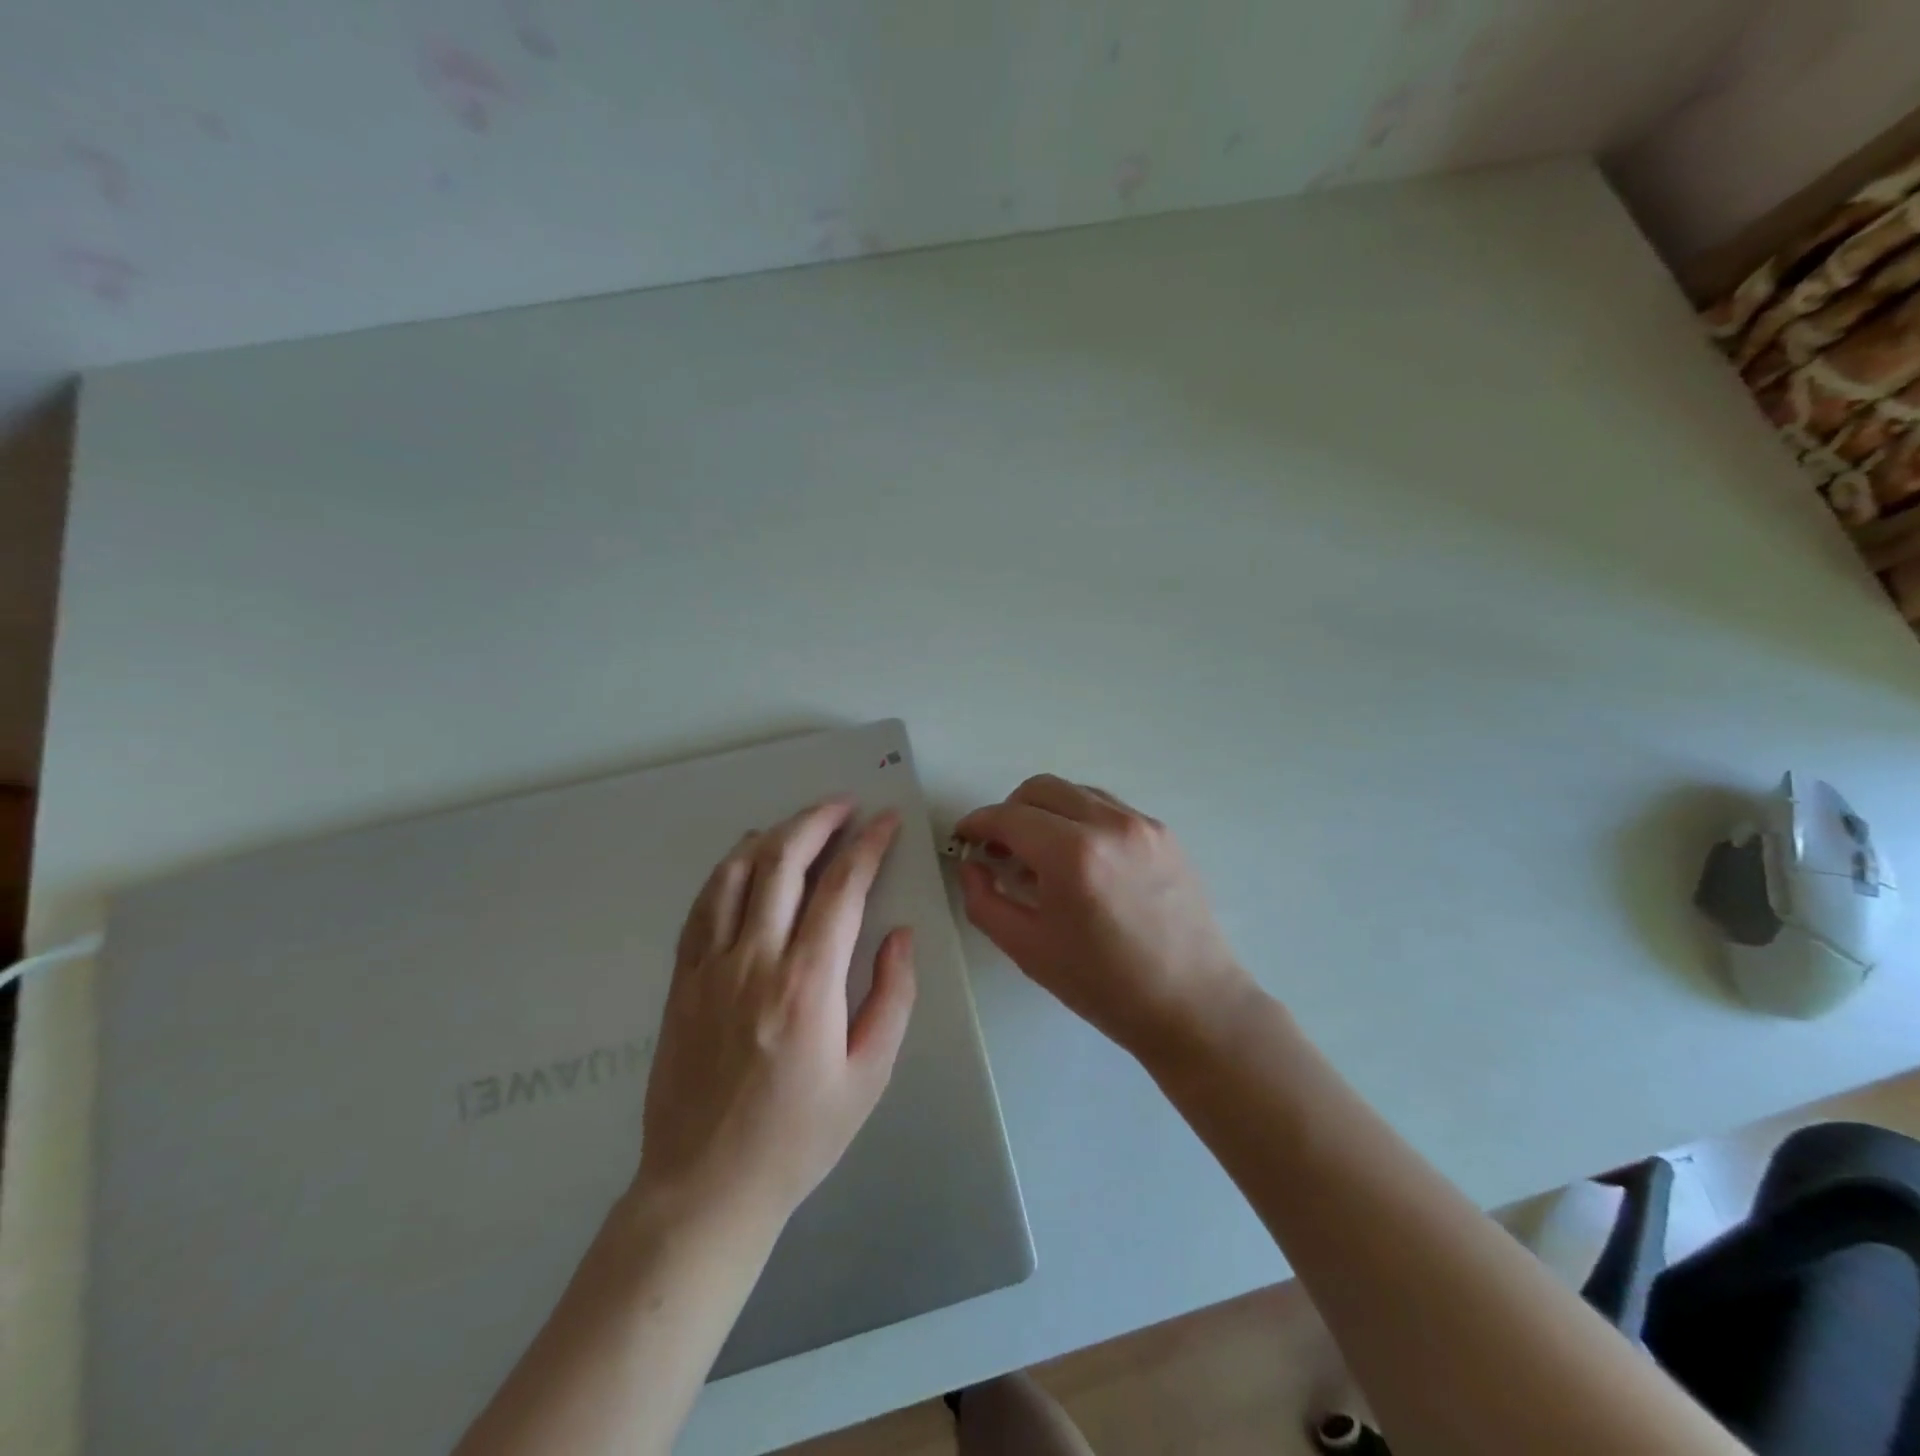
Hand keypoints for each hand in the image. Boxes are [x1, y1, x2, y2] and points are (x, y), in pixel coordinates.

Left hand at [633, 798, 916, 1228]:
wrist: (706, 1186)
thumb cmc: (799, 1136)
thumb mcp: (869, 1076)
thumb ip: (892, 997)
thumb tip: (898, 935)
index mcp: (808, 983)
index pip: (842, 888)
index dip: (868, 845)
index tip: (885, 821)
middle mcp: (755, 959)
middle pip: (784, 862)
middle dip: (818, 821)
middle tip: (844, 804)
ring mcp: (710, 966)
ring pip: (737, 873)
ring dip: (772, 836)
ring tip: (800, 823)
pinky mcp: (682, 980)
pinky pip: (703, 906)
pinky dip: (728, 870)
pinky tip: (745, 860)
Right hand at [956, 775, 1253, 1057]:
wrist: (1192, 1005)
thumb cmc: (1104, 986)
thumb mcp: (1028, 950)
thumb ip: (985, 901)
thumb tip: (972, 865)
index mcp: (1072, 855)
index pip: (1009, 816)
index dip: (978, 823)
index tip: (965, 837)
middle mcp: (1109, 824)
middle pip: (1040, 789)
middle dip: (1010, 811)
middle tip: (1000, 849)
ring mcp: (1142, 824)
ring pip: (1075, 792)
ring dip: (1046, 812)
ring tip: (1040, 856)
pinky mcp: (1163, 833)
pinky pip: (1108, 808)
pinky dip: (1081, 819)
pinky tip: (1080, 861)